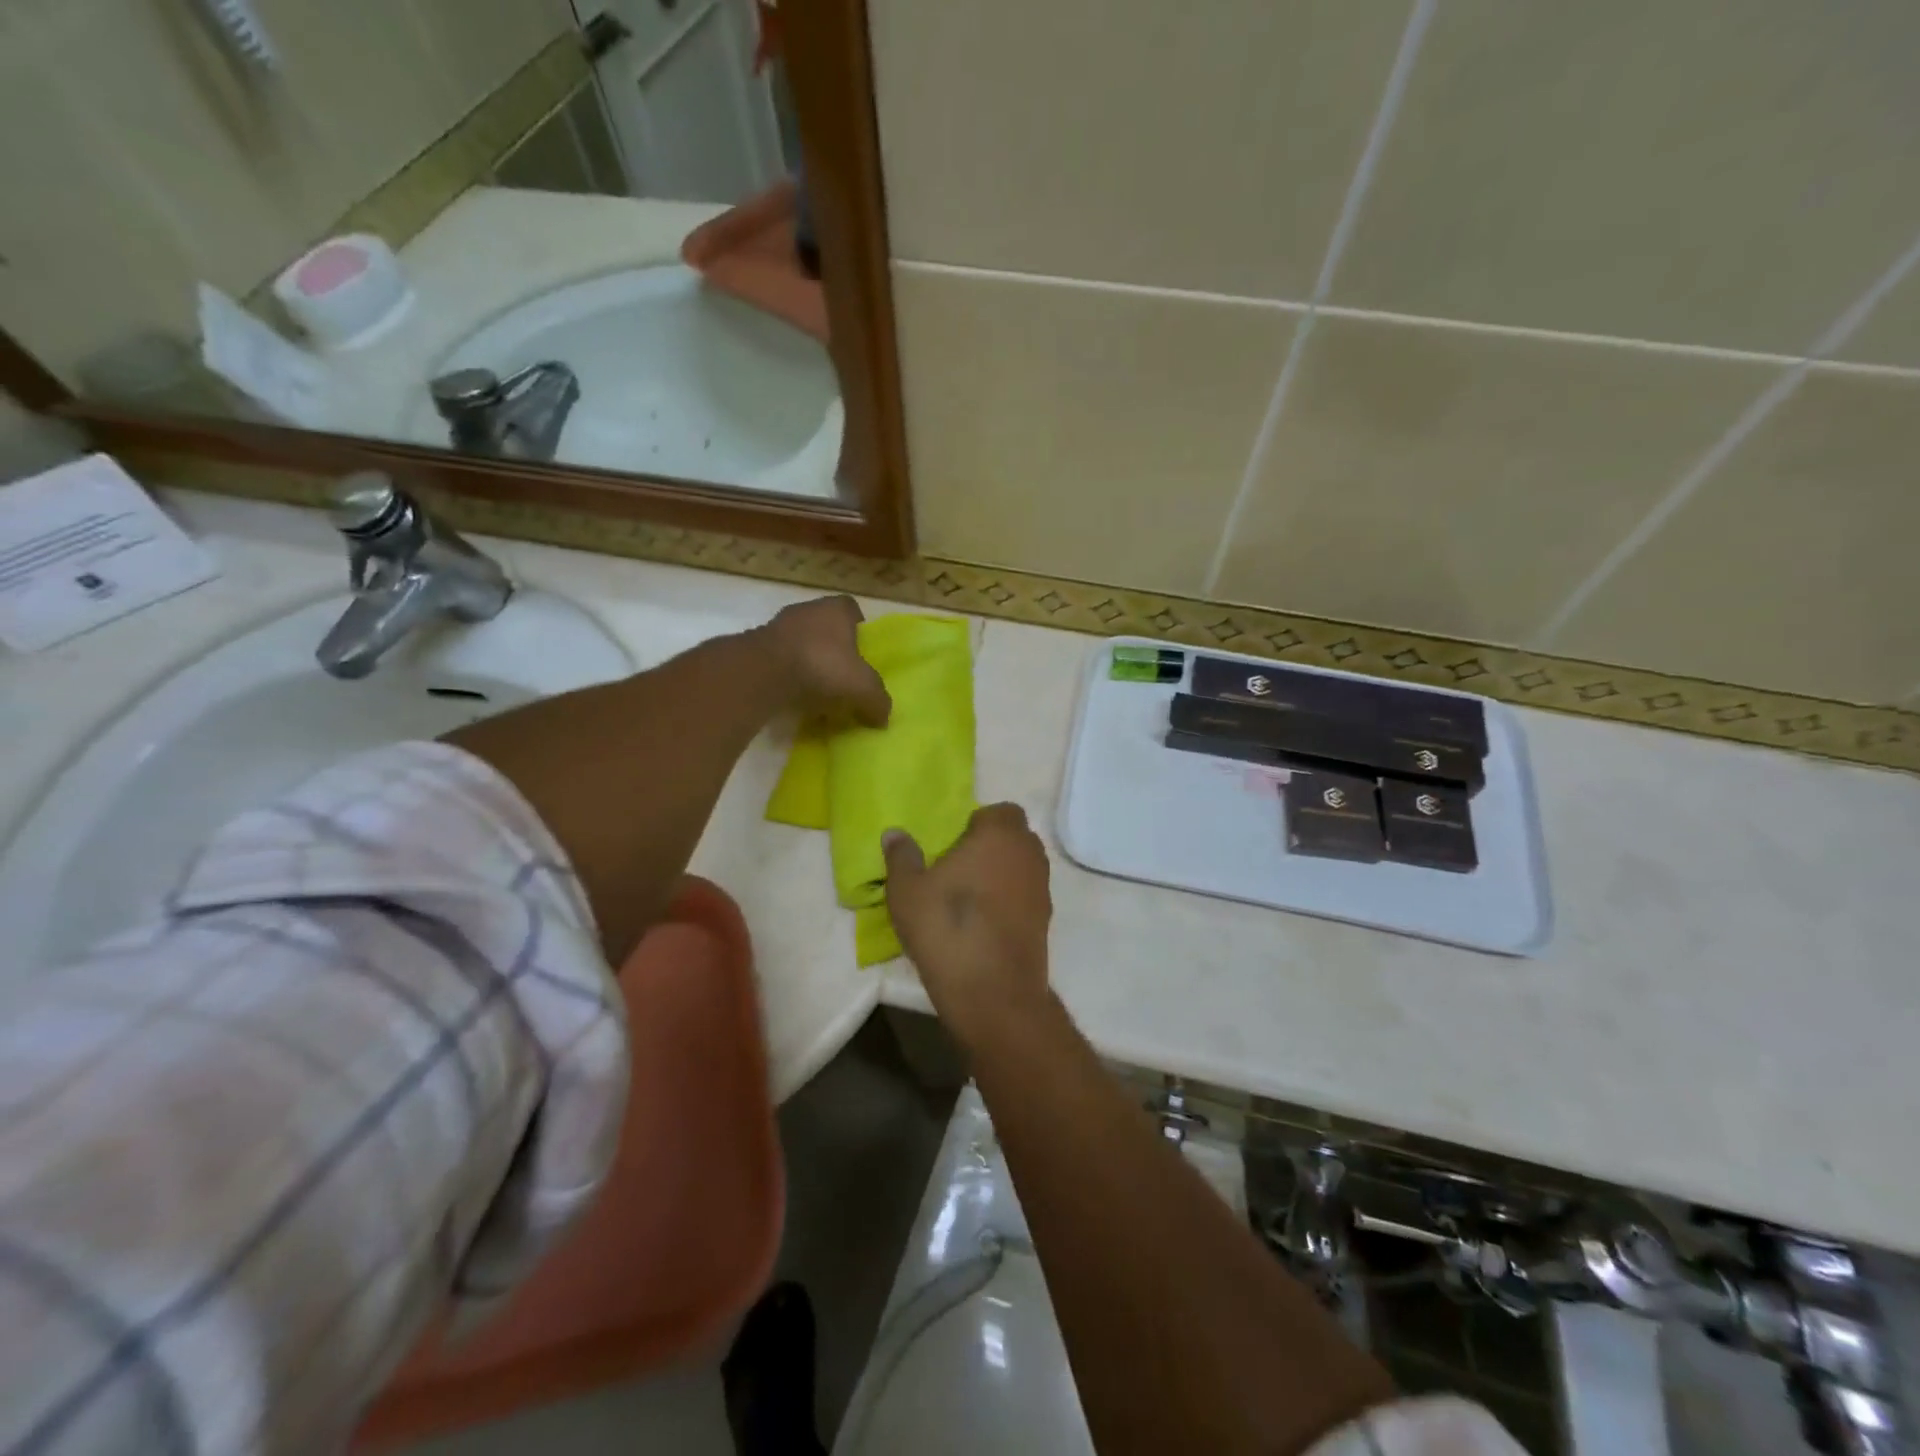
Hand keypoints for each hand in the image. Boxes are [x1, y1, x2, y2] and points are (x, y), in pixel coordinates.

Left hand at [760, 596, 890, 727]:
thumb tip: (884, 718)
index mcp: (836, 610)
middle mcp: (807, 610)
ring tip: (817, 689)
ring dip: (808, 661)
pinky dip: (787, 673)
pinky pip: (780, 659)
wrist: (763, 672)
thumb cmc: (822, 666)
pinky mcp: (756, 646)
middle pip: (825, 626)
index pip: (852, 609)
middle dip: (833, 647)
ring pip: (801, 642)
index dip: (858, 628)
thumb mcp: (862, 688)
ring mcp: (778, 626)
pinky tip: (794, 695)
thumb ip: (878, 701)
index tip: (862, 651)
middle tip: (842, 674)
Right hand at [883, 804, 1053, 1046]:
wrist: (993, 993)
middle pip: (1014, 837)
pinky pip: (1026, 895)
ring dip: (1002, 873)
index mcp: (1000, 835)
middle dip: (992, 846)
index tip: (953, 844)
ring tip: (968, 896)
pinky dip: (1010, 900)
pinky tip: (983, 923)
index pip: (1000, 811)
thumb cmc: (947, 928)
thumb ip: (902, 857)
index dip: (978, 823)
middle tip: (958, 867)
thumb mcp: (907, 891)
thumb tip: (895, 834)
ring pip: (1023, 866)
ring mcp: (1042, 888)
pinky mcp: (1046, 920)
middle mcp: (1029, 854)